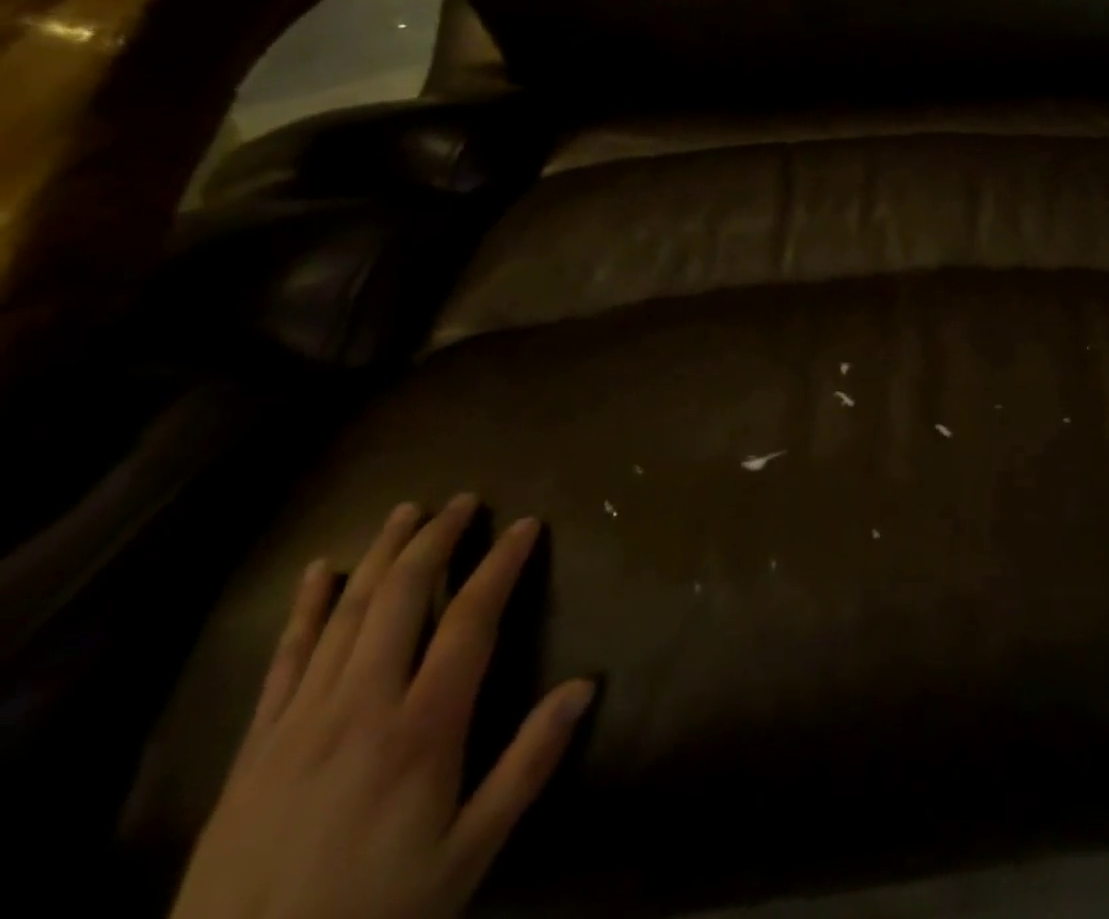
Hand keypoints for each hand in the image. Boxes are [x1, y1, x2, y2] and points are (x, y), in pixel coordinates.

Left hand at [169, 496, 594, 918]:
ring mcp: (300, 723)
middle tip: (463, 501)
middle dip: (435, 540)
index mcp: (422, 729)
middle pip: (402, 598)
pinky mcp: (254, 749)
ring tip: (405, 513)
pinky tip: (318, 573)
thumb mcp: (468, 854)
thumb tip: (585, 686)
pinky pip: (284, 661)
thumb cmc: (374, 916)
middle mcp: (361, 707)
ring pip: (346, 614)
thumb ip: (528, 765)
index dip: (500, 564)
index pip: (470, 620)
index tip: (525, 524)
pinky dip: (304, 610)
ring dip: (379, 556)